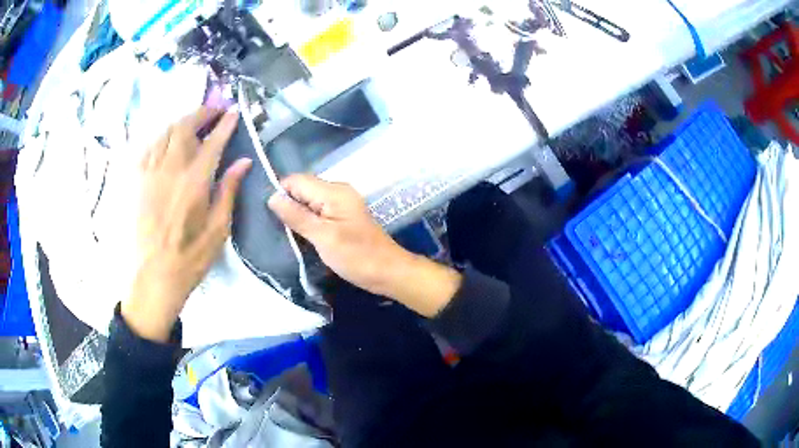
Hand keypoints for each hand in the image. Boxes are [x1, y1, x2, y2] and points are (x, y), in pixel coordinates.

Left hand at [122, 107, 251, 341]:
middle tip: (213, 110)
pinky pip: (148, 146)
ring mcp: (149, 172)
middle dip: (201, 113)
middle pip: (184, 127)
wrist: (153, 277)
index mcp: (194, 182)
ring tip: (192, 122)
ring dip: (181, 121)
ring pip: (164, 132)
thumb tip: (242, 161)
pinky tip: (166, 140)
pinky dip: (161, 136)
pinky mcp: (136, 180)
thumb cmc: (190, 259)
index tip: (233, 111)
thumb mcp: (218, 231)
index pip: (213, 141)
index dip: (225, 123)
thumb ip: (228, 191)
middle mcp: (170, 169)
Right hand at [268, 174, 461, 316]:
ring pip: (309, 200)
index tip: (271, 216)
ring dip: (297, 214)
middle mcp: (337, 191)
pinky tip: (301, 235)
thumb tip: (272, 197)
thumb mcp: (323, 237)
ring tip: (287, 233)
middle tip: (277, 228)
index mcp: (333, 192)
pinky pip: (318, 210)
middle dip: (288, 204)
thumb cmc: (357, 256)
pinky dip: (308, 220)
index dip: (281, 194)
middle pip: (302, 189)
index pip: (296, 180)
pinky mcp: (343, 215)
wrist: (388, 272)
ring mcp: (341, 203)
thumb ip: (297, 216)